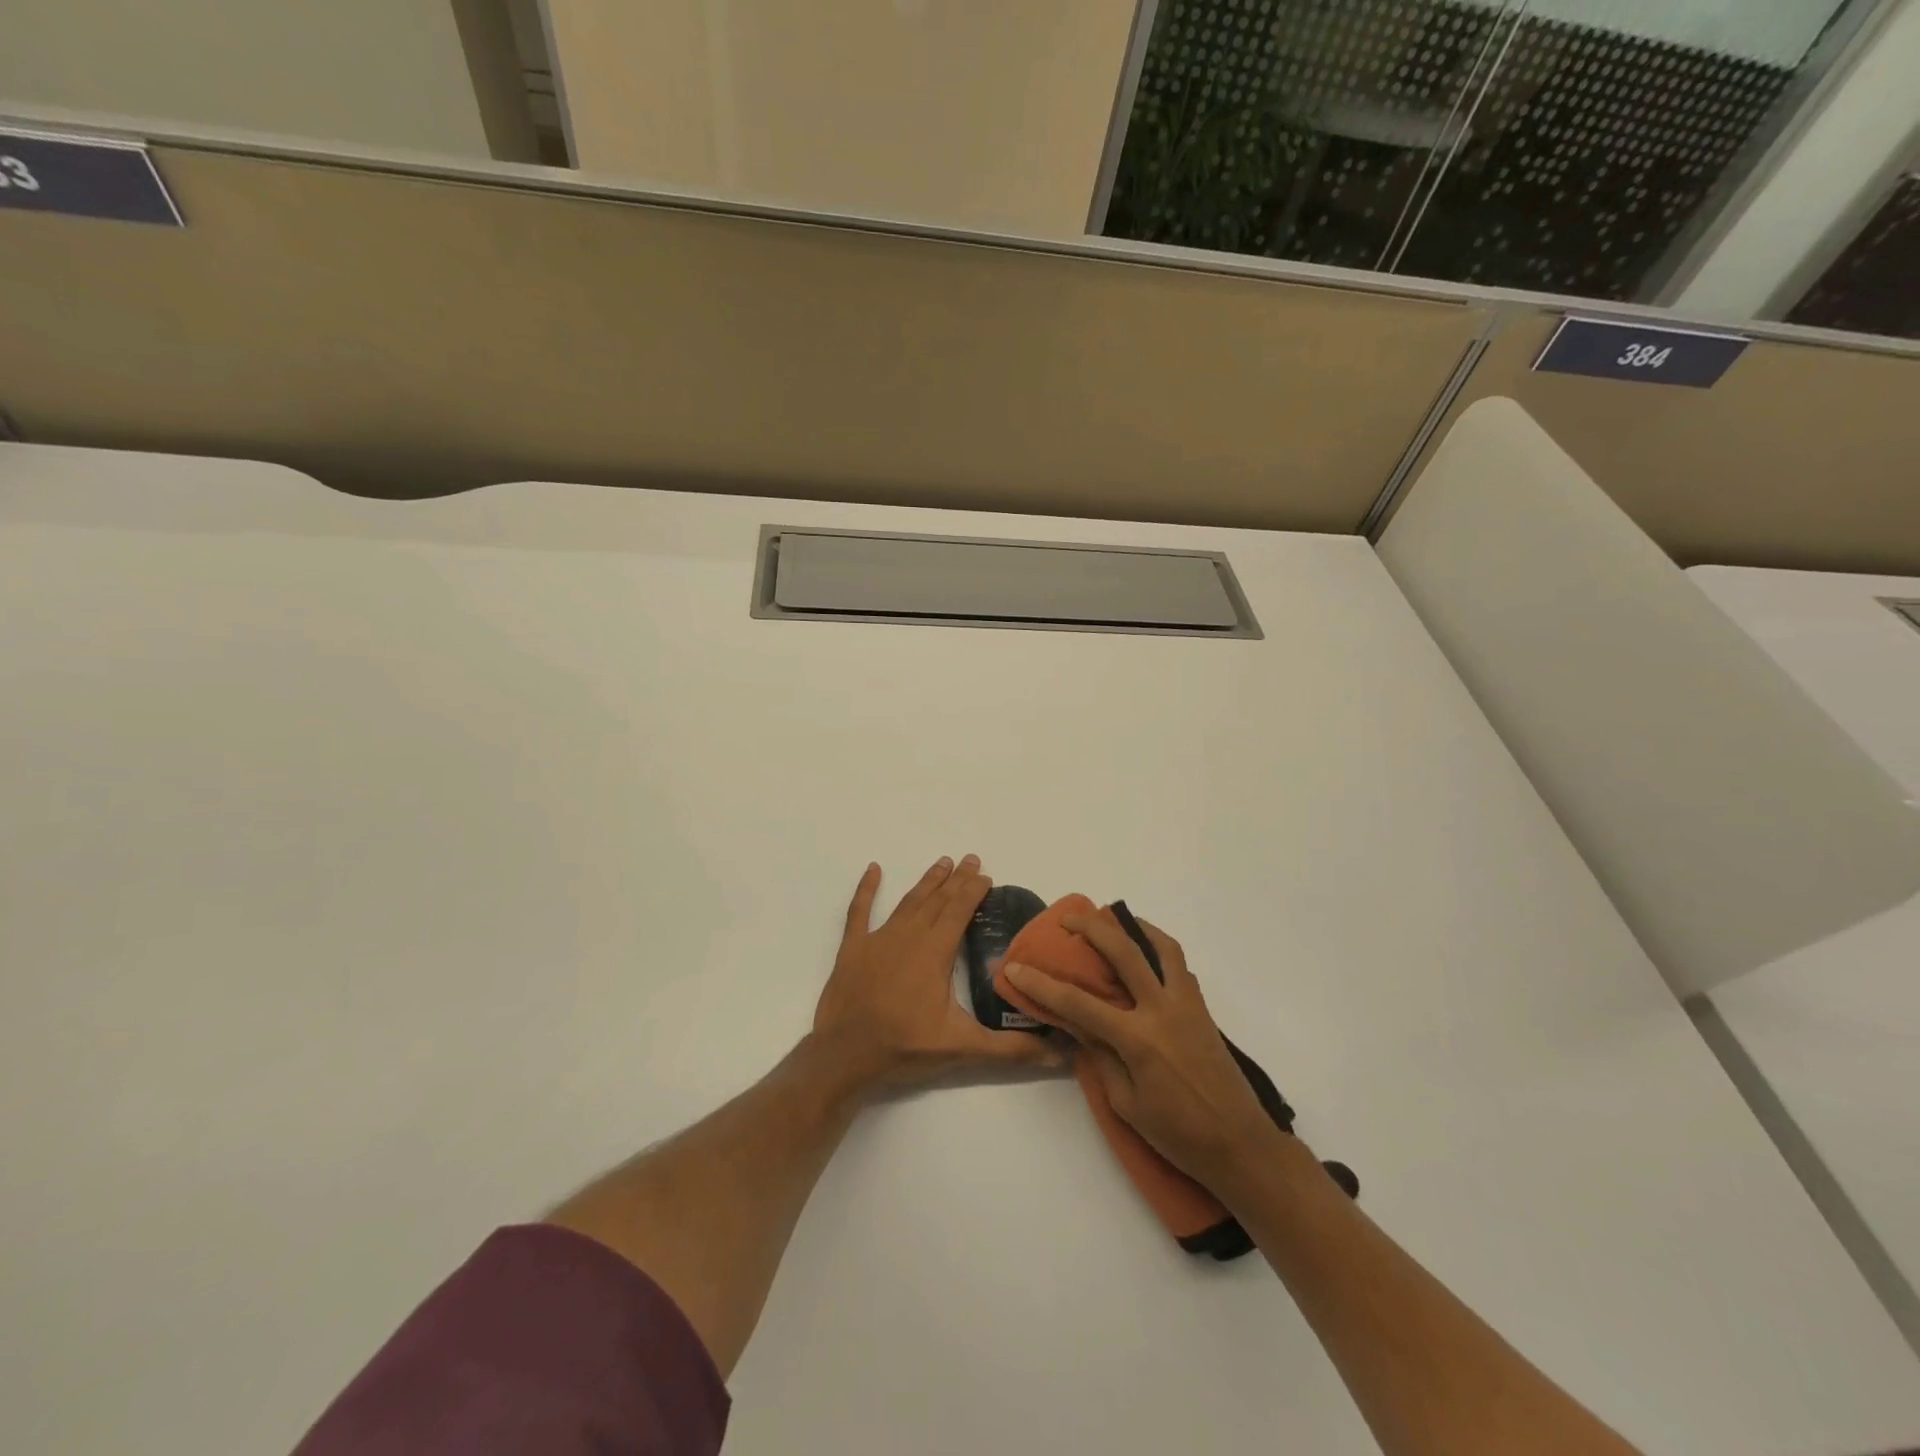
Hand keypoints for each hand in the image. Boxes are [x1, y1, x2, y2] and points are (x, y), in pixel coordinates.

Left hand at [814, 856, 1061, 1098]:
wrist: (845, 1055)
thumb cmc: (905, 1047)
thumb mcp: (963, 1048)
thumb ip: (1010, 1049)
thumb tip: (1057, 1055)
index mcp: (935, 952)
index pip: (959, 911)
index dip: (973, 891)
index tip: (986, 875)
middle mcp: (909, 936)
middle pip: (937, 900)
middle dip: (956, 879)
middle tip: (970, 859)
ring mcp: (878, 939)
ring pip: (908, 902)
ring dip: (927, 882)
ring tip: (942, 862)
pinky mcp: (852, 949)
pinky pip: (859, 912)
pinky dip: (866, 889)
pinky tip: (873, 869)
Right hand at [1003, 912, 1274, 1189]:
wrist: (1241, 1145)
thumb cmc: (1178, 1134)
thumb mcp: (1127, 1104)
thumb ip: (1101, 1058)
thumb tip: (1080, 1027)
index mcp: (1137, 1040)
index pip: (1078, 1004)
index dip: (1042, 984)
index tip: (1015, 966)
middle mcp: (1162, 1011)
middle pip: (1123, 953)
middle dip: (1091, 929)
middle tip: (1069, 919)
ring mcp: (1186, 1005)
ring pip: (1162, 947)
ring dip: (1135, 927)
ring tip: (1115, 920)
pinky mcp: (1202, 1009)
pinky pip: (1180, 966)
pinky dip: (1160, 950)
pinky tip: (1146, 955)